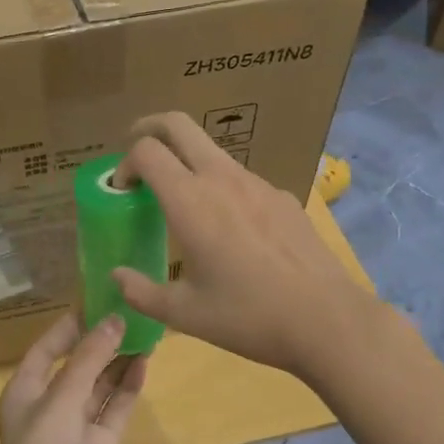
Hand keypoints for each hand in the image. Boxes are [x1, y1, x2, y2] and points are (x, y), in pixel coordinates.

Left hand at [0, 314, 147, 443]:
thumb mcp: (61, 401)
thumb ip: (89, 360)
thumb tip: (114, 320)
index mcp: (26, 389)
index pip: (48, 346)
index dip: (71, 324)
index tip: (100, 299)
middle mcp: (51, 403)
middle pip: (78, 362)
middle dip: (102, 339)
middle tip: (133, 310)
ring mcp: (77, 425)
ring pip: (101, 383)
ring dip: (119, 360)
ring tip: (146, 330)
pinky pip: (116, 407)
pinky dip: (129, 387)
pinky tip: (146, 364)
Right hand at [113, 113, 379, 379]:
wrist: (327, 319)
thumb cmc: (247, 316)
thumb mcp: (184, 313)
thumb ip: (141, 292)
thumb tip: (116, 276)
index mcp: (190, 201)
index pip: (146, 151)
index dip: (125, 164)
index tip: (122, 192)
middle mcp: (222, 178)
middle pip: (178, 125)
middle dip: (149, 127)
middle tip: (137, 149)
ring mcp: (257, 183)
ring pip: (212, 151)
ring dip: (187, 162)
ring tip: (184, 202)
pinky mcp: (282, 197)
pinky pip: (241, 179)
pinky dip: (221, 188)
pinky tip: (232, 231)